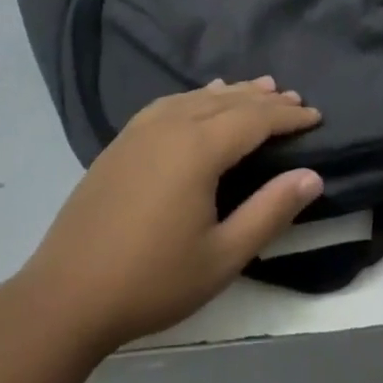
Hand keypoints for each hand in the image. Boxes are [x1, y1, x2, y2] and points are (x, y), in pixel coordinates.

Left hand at [20, 78, 323, 350]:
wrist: (66, 295)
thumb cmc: (152, 280)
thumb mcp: (222, 257)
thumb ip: (270, 212)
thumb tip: (311, 176)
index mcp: (197, 149)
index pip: (254, 119)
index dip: (288, 116)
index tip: (315, 116)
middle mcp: (170, 126)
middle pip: (226, 101)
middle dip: (263, 99)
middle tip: (293, 98)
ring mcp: (140, 131)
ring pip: (196, 98)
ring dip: (230, 93)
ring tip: (256, 87)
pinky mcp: (120, 142)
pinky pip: (169, 104)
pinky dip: (195, 97)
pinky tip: (198, 101)